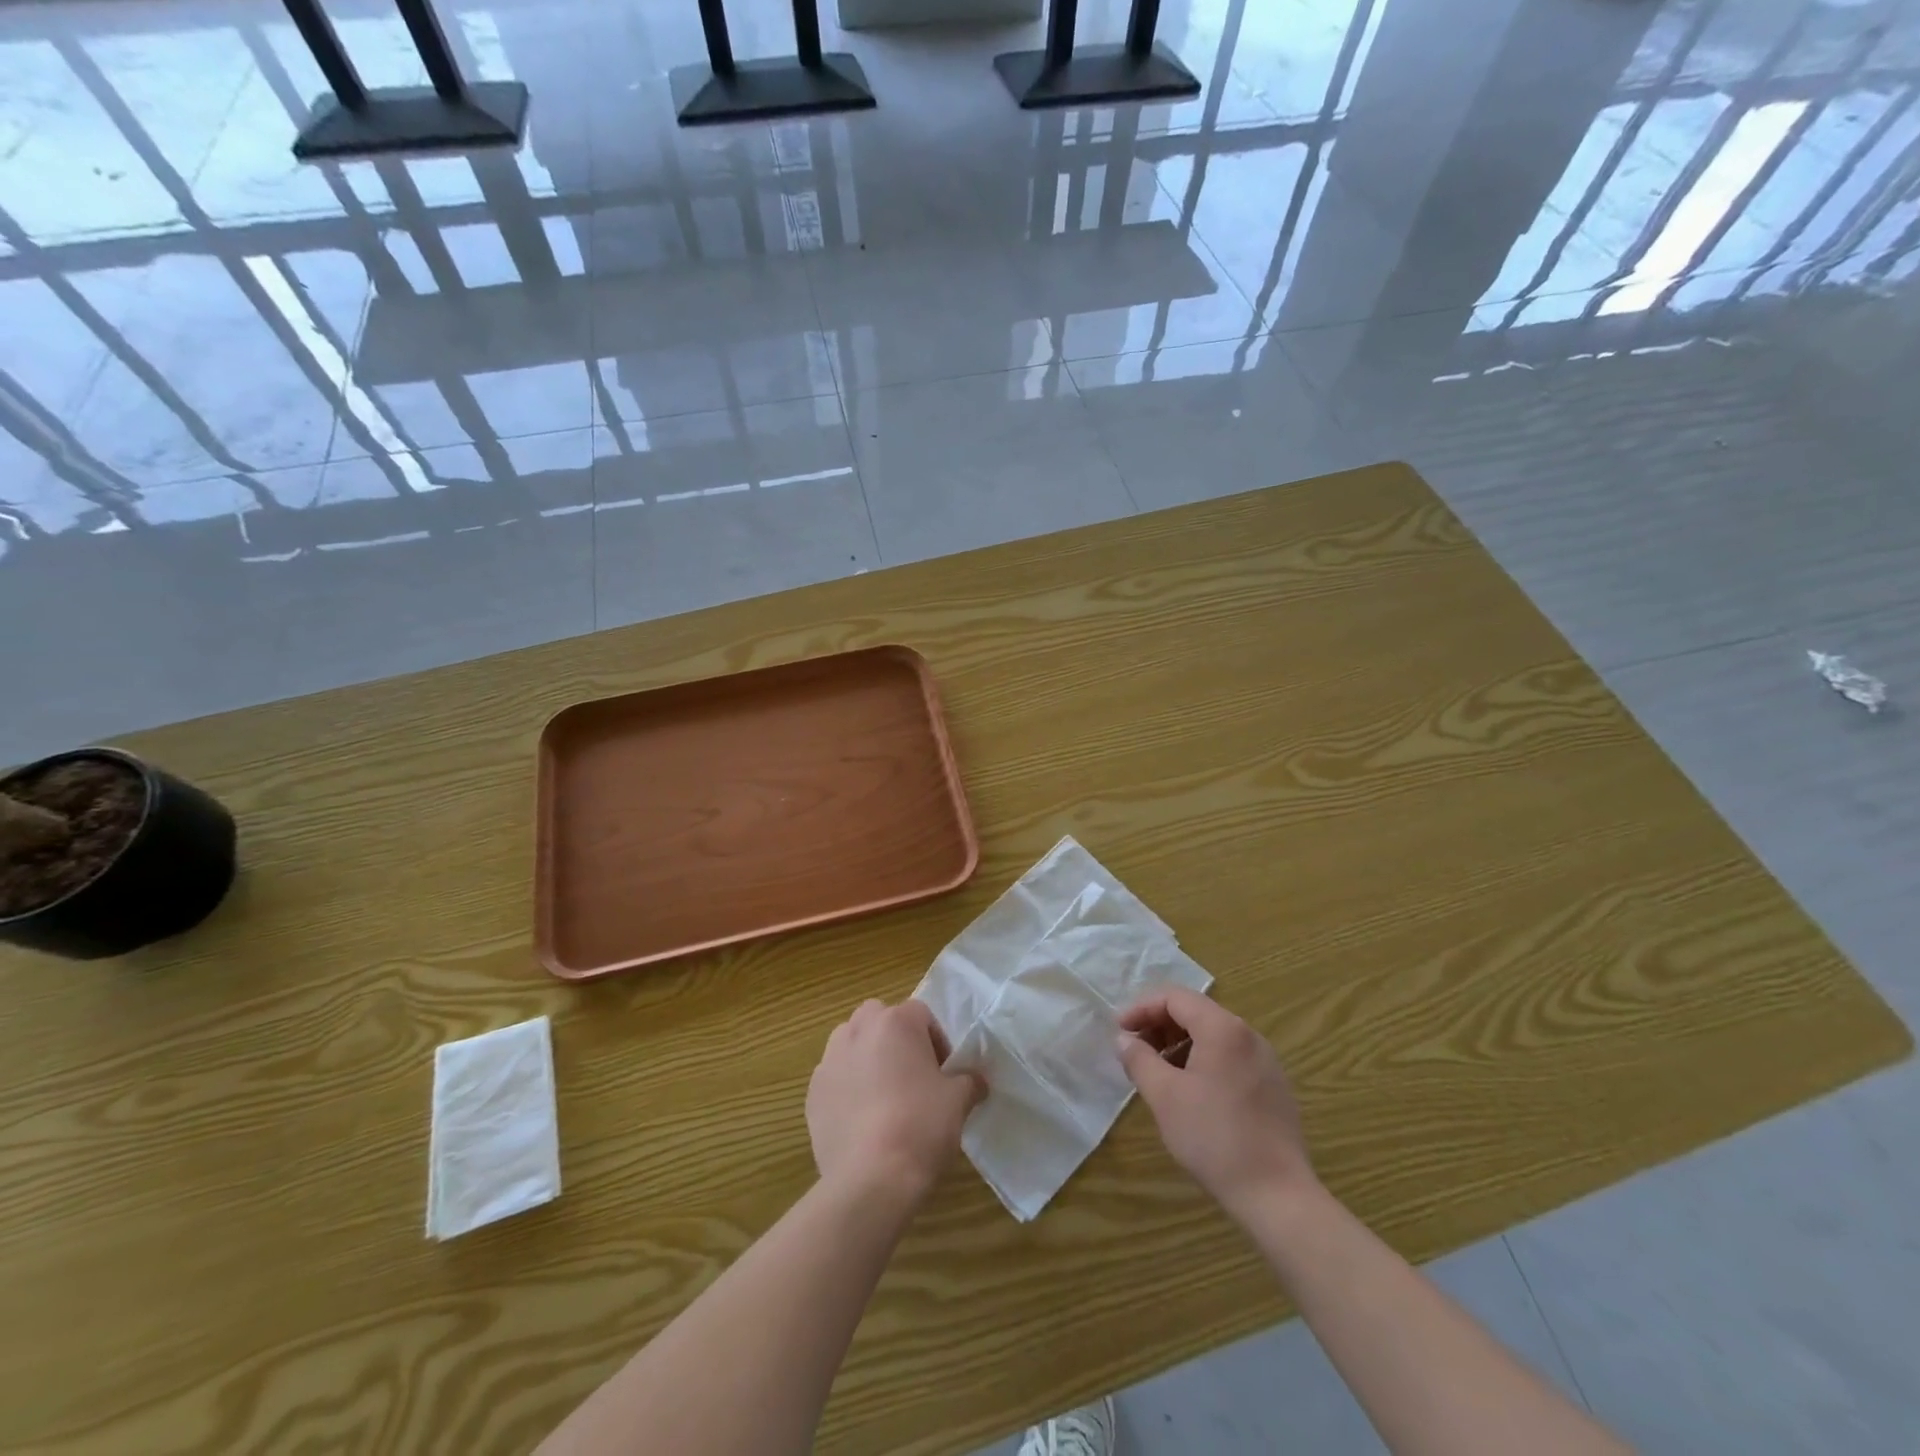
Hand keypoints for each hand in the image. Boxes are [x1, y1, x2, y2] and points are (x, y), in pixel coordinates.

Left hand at [807, 999, 984, 1205]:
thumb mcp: (958, 1101)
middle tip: (914, 1077)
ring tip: (885, 1097)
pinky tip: (862, 1122)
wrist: (870, 1178)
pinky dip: (847, 1088)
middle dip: (896, 1041)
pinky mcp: (813, 1093)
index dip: (936, 1041)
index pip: (921, 1014)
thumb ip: (968, 1081)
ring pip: (852, 1044)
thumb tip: (975, 1081)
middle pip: (880, 1020)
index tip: (944, 1074)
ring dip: (867, 1058)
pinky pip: (835, 1078)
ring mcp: (829, 1060)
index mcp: (895, 1022)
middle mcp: (858, 1030)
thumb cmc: (920, 1126)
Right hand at [1116, 987, 1316, 1221]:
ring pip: (1212, 1035)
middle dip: (1159, 1025)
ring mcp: (1265, 1060)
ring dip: (1178, 1044)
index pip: (1174, 998)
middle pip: (1195, 1012)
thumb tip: (1123, 1039)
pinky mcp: (1272, 1085)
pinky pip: (1229, 1056)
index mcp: (1223, 1028)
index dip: (1141, 1008)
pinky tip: (1188, 1091)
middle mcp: (1248, 1035)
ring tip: (1157, 1072)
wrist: (1277, 1196)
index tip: (1119, 1031)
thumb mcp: (1165, 1096)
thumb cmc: (1214, 1138)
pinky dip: (1201, 1060)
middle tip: (1134, 1050)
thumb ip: (1139, 1059)